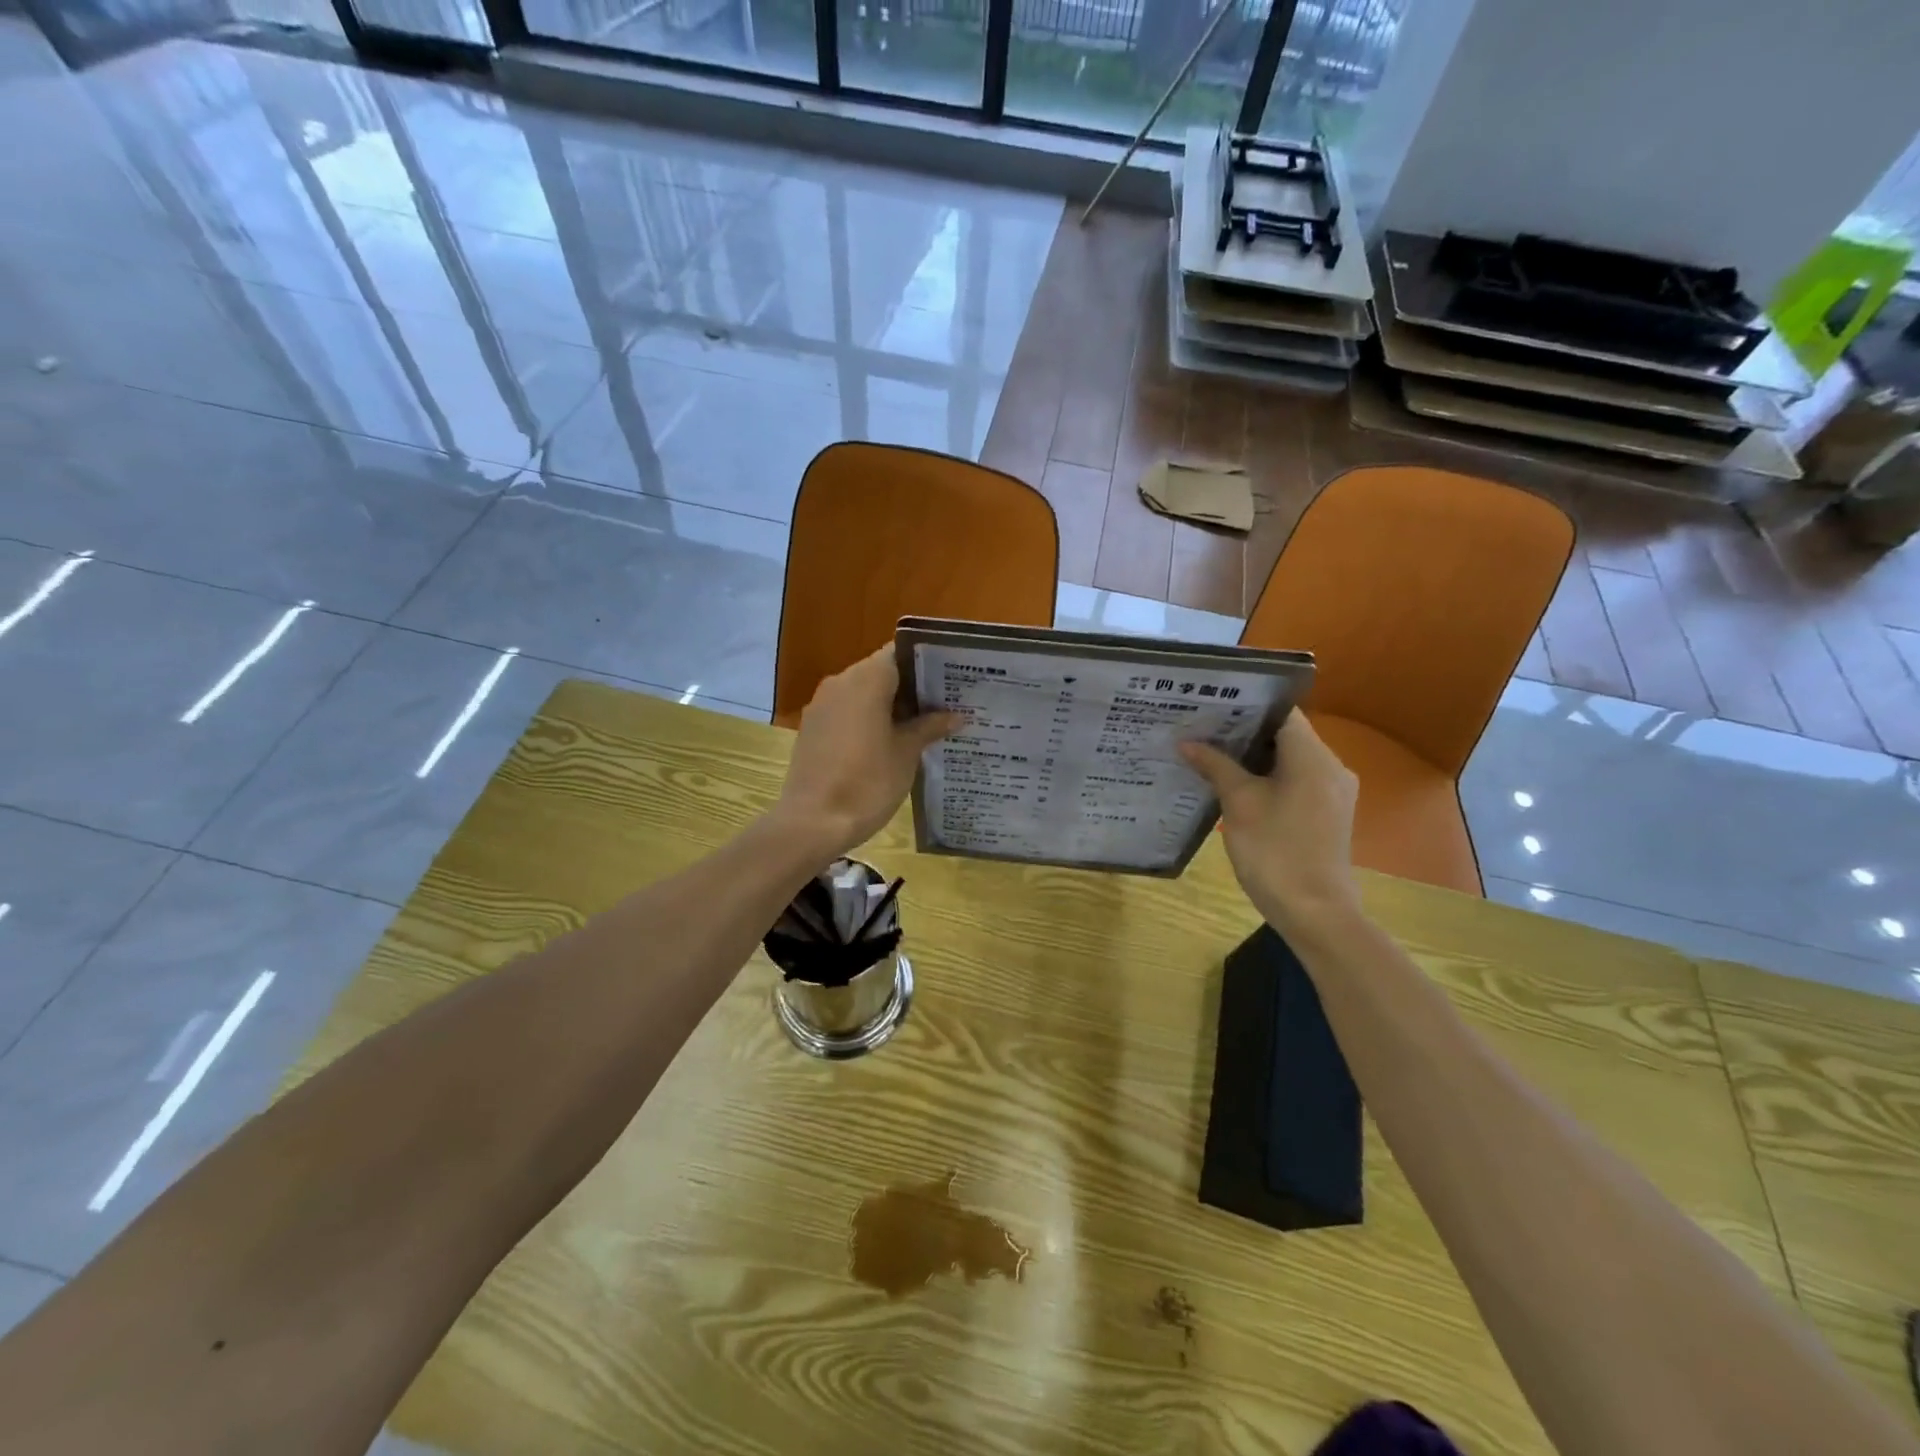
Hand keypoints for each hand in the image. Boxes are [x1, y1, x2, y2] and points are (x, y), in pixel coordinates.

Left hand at [776, 645, 957, 854]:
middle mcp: (841, 682)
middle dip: (913, 686)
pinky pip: (848, 711)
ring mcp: (823, 705)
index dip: (926, 662)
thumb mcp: (906, 753)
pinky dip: (870, 719)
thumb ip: (930, 727)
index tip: (951, 677)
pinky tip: (892, 741)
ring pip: (864, 693)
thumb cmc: (867, 782)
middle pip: (883, 671)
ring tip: (925, 724)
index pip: (900, 652)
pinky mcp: (814, 728)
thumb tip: (956, 715)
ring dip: (892, 705)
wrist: (813, 823)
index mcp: (867, 679)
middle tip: (946, 703)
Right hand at [1179, 711, 1361, 935]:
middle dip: (1244, 731)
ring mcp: (1332, 792)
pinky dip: (1268, 776)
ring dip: (1254, 755)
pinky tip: (1235, 784)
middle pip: (1286, 735)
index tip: (1213, 704)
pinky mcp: (1327, 813)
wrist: (1314, 912)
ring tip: (1211, 752)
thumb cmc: (1275, 851)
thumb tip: (1187, 742)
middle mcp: (1331, 766)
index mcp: (1313, 757)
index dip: (1248, 705)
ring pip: (1290, 759)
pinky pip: (1296, 780)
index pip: (1282, 713)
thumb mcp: (1238, 804)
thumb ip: (1216, 766)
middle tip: (1202, 727)